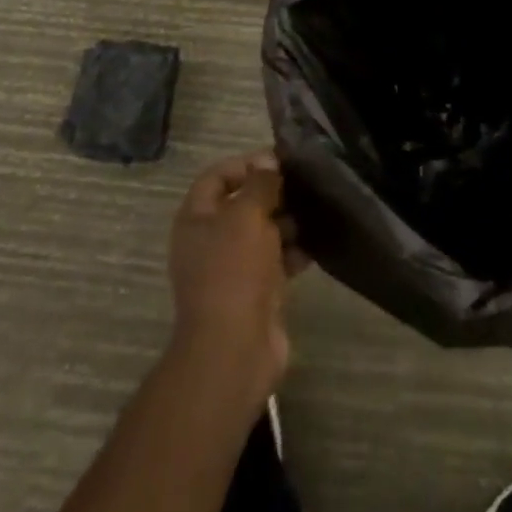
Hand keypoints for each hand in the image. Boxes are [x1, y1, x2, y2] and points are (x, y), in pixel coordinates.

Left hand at [166, 151, 303, 404]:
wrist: (234, 350)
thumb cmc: (234, 271)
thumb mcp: (247, 214)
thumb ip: (260, 183)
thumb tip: (269, 162)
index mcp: (196, 219)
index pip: (217, 176)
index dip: (245, 164)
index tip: (279, 161)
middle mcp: (210, 241)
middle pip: (242, 204)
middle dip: (272, 194)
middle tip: (304, 186)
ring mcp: (232, 269)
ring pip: (262, 233)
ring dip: (287, 223)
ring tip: (315, 213)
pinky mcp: (254, 293)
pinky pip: (275, 262)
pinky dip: (293, 252)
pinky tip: (315, 246)